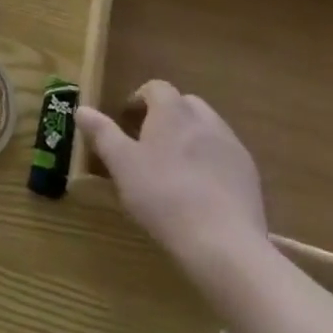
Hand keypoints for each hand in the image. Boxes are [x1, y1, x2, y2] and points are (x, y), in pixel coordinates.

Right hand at [75, 81, 267, 278]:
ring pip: (207, 129)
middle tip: (149, 145)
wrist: (224, 245)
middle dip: (167, 117)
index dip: (139, 100)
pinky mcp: (250, 175)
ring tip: (175, 170)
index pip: (155, 88)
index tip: (127, 123)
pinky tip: (202, 192)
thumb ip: (102, 133)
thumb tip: (81, 109)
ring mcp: (232, 146)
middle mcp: (205, 119)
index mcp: (172, 110)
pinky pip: (225, 156)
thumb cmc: (163, 197)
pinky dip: (211, 163)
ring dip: (190, 139)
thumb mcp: (122, 165)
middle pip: (184, 105)